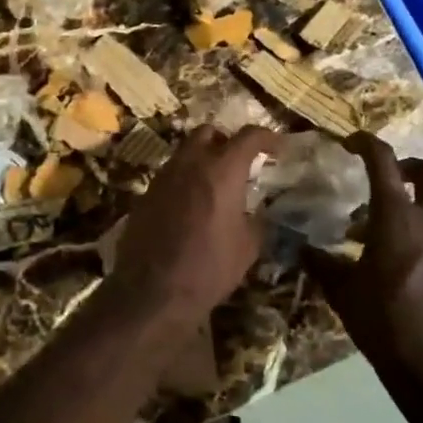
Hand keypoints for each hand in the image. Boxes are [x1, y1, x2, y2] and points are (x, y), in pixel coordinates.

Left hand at [107, 125, 282, 322]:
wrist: (153, 290)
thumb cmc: (210, 268)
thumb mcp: (248, 247)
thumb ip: (256, 219)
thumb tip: (259, 210)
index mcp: (222, 170)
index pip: (248, 136)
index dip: (266, 137)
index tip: (276, 146)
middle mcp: (190, 163)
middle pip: (208, 132)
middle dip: (226, 140)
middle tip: (239, 161)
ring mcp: (164, 175)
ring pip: (185, 151)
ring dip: (203, 158)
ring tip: (215, 184)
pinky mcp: (146, 192)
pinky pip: (170, 174)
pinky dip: (185, 179)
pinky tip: (192, 204)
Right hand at [307, 133, 422, 397]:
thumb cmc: (385, 324)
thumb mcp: (343, 293)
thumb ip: (322, 265)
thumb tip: (303, 248)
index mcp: (396, 219)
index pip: (383, 162)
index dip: (366, 143)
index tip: (349, 142)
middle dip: (407, 165)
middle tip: (382, 176)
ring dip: (408, 206)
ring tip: (374, 231)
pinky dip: (416, 235)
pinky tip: (392, 263)